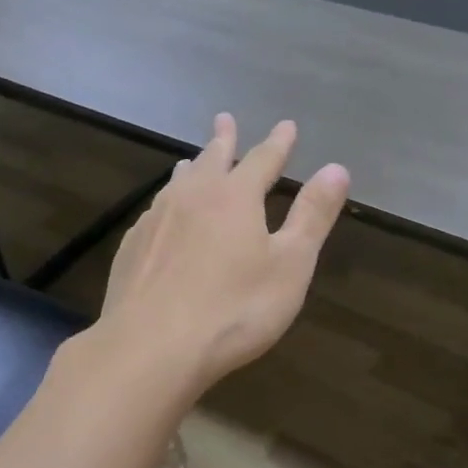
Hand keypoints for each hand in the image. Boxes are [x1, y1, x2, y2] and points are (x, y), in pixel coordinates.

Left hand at [97, 113, 350, 393]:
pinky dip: (167, 204)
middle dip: (224, 140)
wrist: (151, 347)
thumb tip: (336, 168)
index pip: (262, 159)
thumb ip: (312, 215)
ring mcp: (155, 221)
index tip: (286, 126)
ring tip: (191, 160)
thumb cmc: (234, 310)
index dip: (278, 143)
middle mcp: (191, 197)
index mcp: (234, 197)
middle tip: (225, 119)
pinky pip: (154, 213)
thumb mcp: (290, 266)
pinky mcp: (131, 249)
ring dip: (191, 168)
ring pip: (177, 183)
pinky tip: (162, 217)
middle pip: (211, 160)